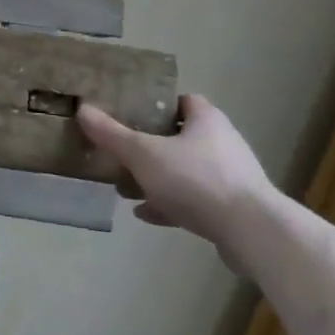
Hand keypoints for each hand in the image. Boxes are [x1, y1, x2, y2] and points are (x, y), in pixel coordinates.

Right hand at [78, 95, 279, 269]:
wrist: (252, 233)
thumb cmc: (196, 180)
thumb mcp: (144, 154)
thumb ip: (112, 134)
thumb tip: (82, 109)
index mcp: (205, 119)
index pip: (181, 100)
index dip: (157, 104)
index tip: (131, 112)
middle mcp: (222, 142)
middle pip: (181, 136)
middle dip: (151, 144)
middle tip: (123, 151)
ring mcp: (231, 177)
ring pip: (186, 170)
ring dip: (159, 177)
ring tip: (128, 186)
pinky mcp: (234, 209)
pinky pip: (195, 199)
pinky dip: (171, 203)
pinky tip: (146, 214)